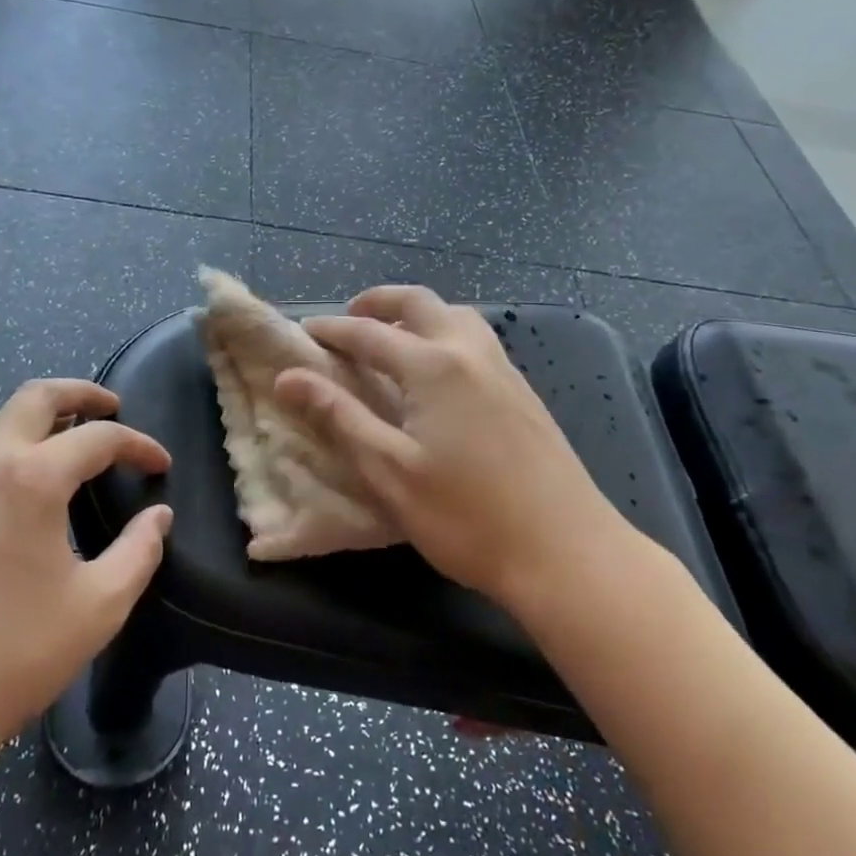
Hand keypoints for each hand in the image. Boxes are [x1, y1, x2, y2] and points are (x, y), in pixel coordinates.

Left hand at [0, 379, 173, 776]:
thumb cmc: (12, 655)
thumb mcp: (97, 607)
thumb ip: (138, 553)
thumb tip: (158, 518)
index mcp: (32, 478)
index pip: (98, 438)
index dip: (138, 446)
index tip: (161, 465)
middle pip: (35, 396)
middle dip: (80, 393)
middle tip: (112, 407)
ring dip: (39, 415)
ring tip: (69, 438)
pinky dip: (9, 443)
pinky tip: (23, 484)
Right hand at [273, 286, 639, 616]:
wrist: (568, 553)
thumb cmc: (466, 516)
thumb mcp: (389, 469)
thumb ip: (338, 416)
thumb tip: (288, 377)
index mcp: (433, 366)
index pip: (368, 333)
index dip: (331, 331)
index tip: (303, 333)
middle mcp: (469, 352)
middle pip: (419, 303)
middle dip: (378, 302)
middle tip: (349, 318)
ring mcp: (504, 369)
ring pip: (455, 316)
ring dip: (417, 315)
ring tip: (392, 340)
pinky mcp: (524, 392)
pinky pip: (476, 339)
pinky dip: (445, 333)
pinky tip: (438, 372)